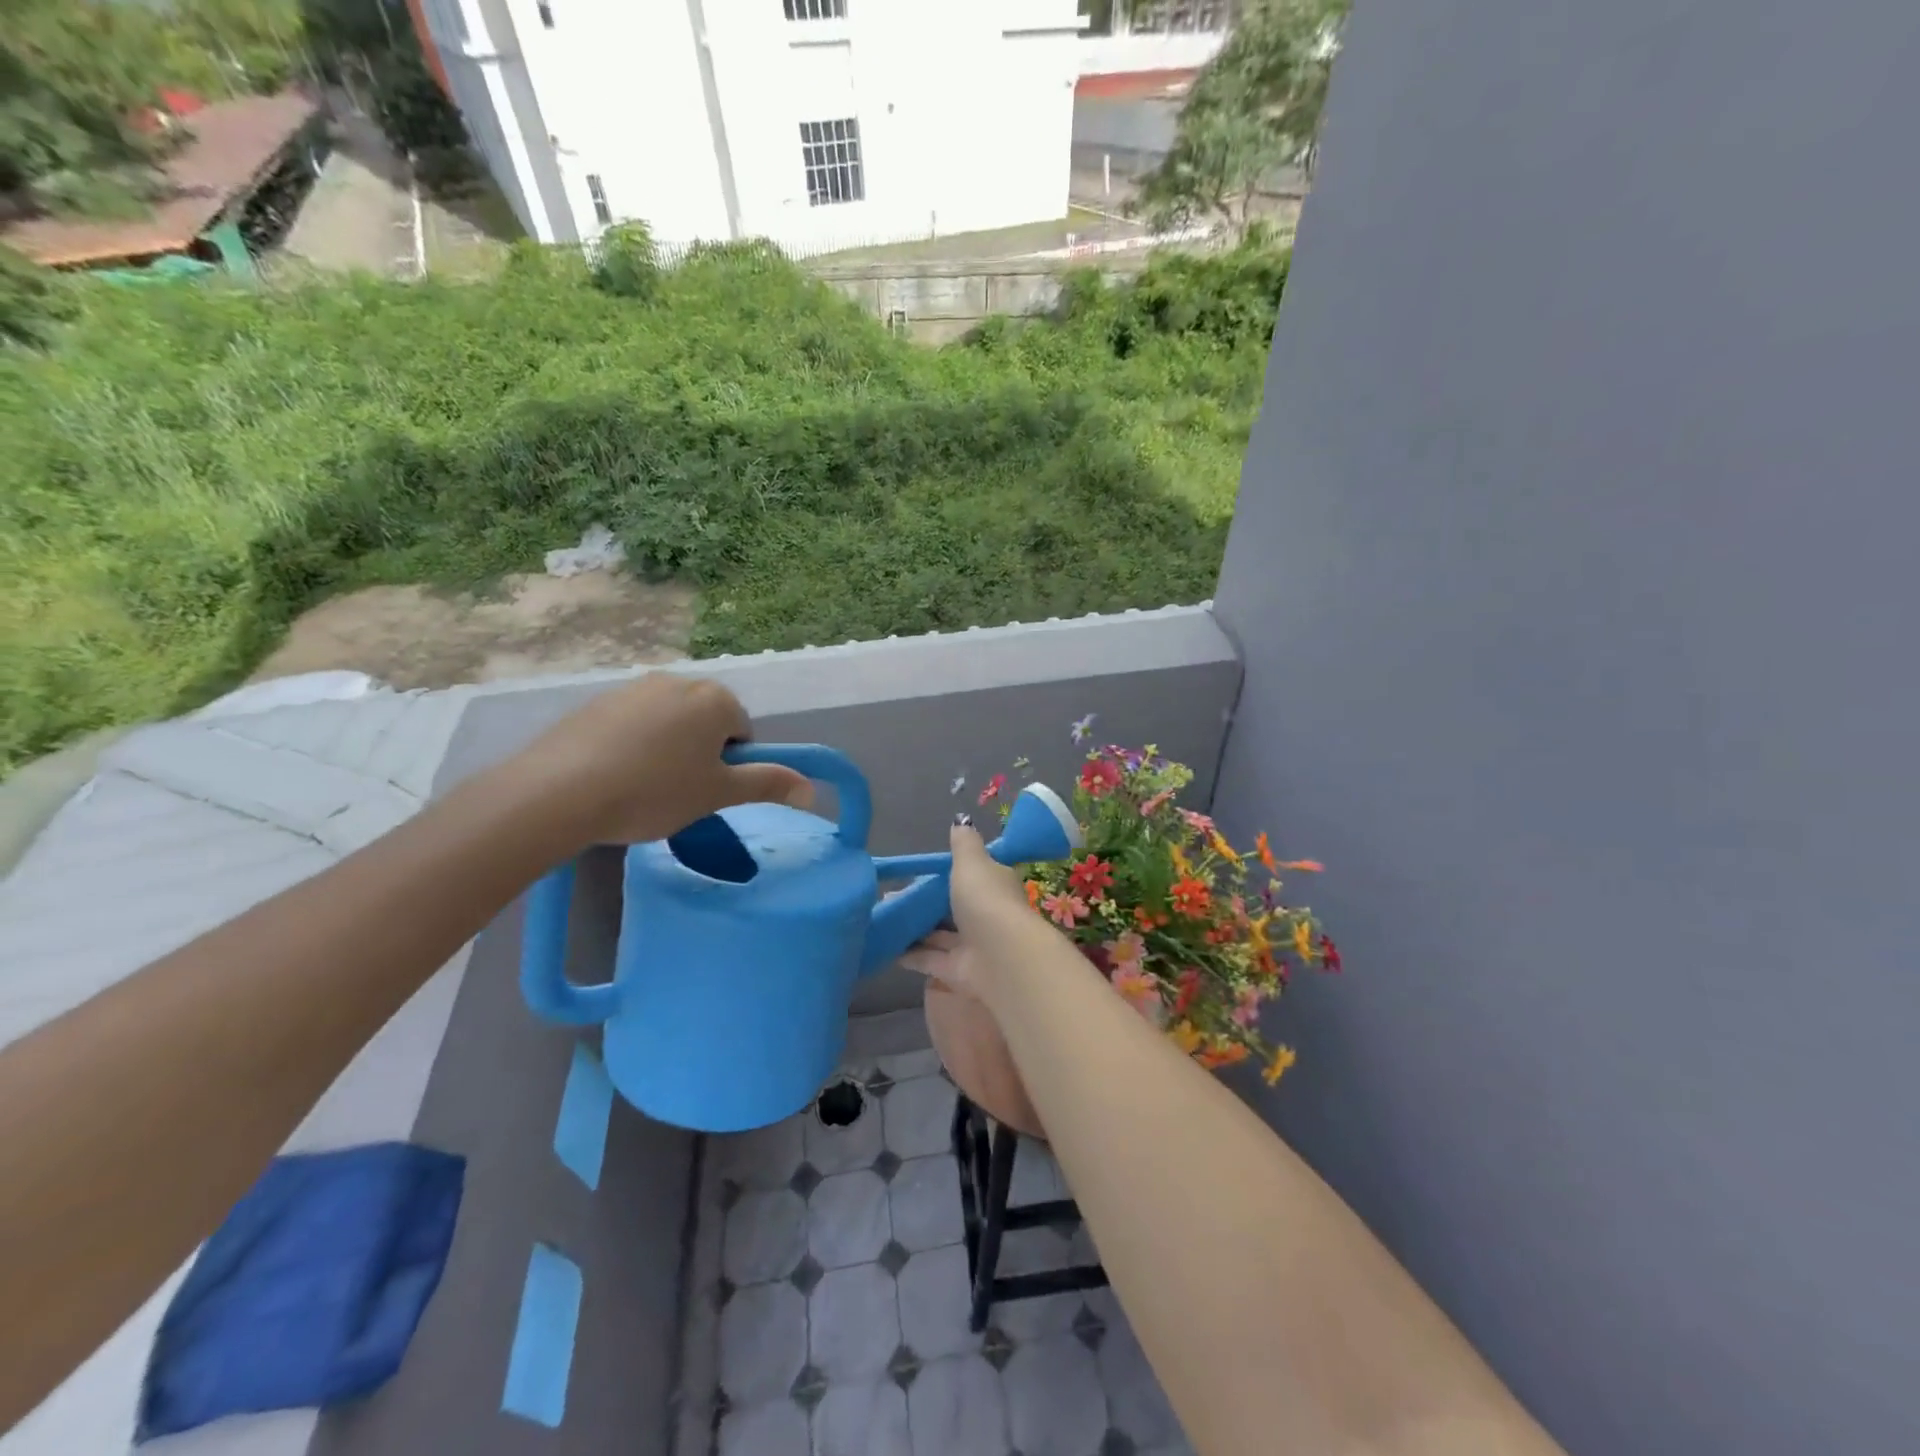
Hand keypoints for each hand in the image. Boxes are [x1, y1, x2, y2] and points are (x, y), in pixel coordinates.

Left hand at [508, 674, 811, 848]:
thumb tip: (812, 789)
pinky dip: (633, 744)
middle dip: (701, 753)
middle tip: (678, 791)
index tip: (705, 791)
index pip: (743, 733)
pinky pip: (633, 723)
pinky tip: (613, 775)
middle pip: (708, 722)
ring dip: (668, 748)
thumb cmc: (654, 792)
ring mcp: (634, 687)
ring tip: (642, 786)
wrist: (559, 791)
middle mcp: (679, 681)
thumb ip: (768, 784)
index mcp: (716, 699)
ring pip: (670, 722)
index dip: (730, 766)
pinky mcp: (597, 701)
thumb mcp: (718, 794)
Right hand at [899, 824, 1038, 999]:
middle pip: (951, 907)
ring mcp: (972, 945)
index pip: (971, 876)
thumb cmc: (986, 900)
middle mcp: (985, 915)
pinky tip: (887, 947)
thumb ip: (963, 844)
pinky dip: (910, 954)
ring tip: (882, 917)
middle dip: (924, 903)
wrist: (1001, 957)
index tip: (918, 873)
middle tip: (889, 896)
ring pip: (938, 935)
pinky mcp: (957, 971)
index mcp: (993, 886)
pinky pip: (929, 959)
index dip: (947, 874)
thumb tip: (961, 820)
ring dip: (914, 927)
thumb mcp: (972, 862)